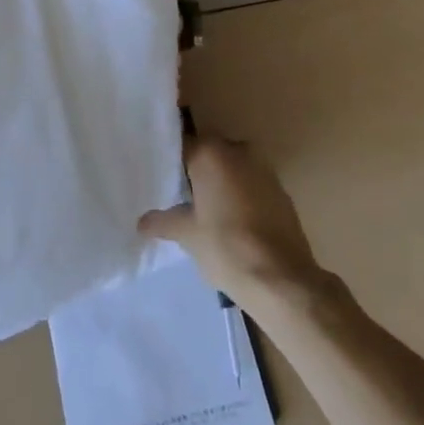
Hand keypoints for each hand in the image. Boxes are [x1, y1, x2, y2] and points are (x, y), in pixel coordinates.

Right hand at [140, 135, 324, 303]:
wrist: (282, 279)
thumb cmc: (226, 247)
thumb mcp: (187, 235)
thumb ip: (163, 222)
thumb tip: (142, 222)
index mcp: (211, 152)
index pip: (183, 145)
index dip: (171, 162)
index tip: (162, 178)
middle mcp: (238, 150)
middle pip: (210, 154)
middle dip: (197, 172)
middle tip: (182, 198)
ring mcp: (264, 169)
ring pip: (233, 169)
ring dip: (222, 184)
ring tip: (207, 213)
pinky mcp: (282, 192)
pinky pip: (253, 186)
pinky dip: (242, 197)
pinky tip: (234, 224)